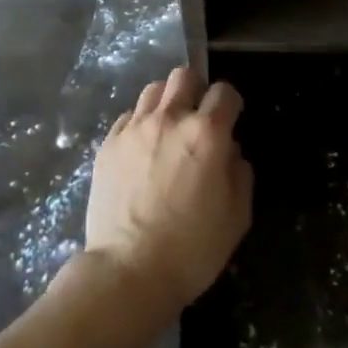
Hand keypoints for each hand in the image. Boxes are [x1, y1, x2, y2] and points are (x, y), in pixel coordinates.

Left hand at [82, 67, 252, 315]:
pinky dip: (140, 123)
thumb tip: (229, 152)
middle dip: (196, 90)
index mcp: (206, 134)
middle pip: (183, 76)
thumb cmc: (191, 250)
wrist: (127, 272)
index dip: (231, 104)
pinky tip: (142, 149)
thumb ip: (239, 173)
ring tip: (167, 129)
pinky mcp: (108, 144)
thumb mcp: (236, 217)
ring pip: (153, 90)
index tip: (230, 120)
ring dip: (166, 102)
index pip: (224, 92)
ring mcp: (134, 128)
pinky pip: (128, 116)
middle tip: (197, 117)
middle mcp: (169, 119)